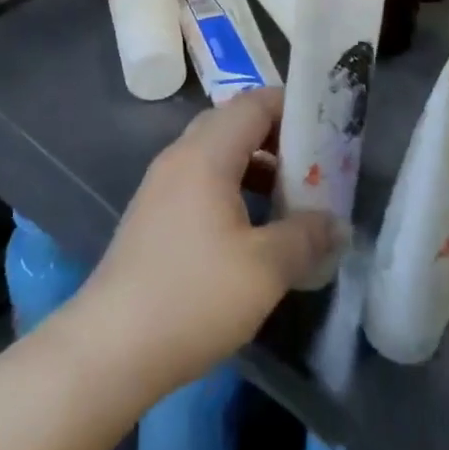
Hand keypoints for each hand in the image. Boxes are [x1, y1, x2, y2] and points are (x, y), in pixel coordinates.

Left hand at [72, 89, 340, 399]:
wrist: (110, 347)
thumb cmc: (193, 297)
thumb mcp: (265, 269)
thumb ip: (306, 237)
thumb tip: (337, 224)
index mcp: (206, 153)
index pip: (253, 103)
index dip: (291, 106)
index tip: (325, 127)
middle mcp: (180, 156)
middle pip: (233, 122)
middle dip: (276, 135)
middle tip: (313, 163)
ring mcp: (161, 184)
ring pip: (216, 152)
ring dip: (254, 164)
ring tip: (289, 197)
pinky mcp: (153, 213)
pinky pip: (200, 179)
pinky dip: (231, 186)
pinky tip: (250, 228)